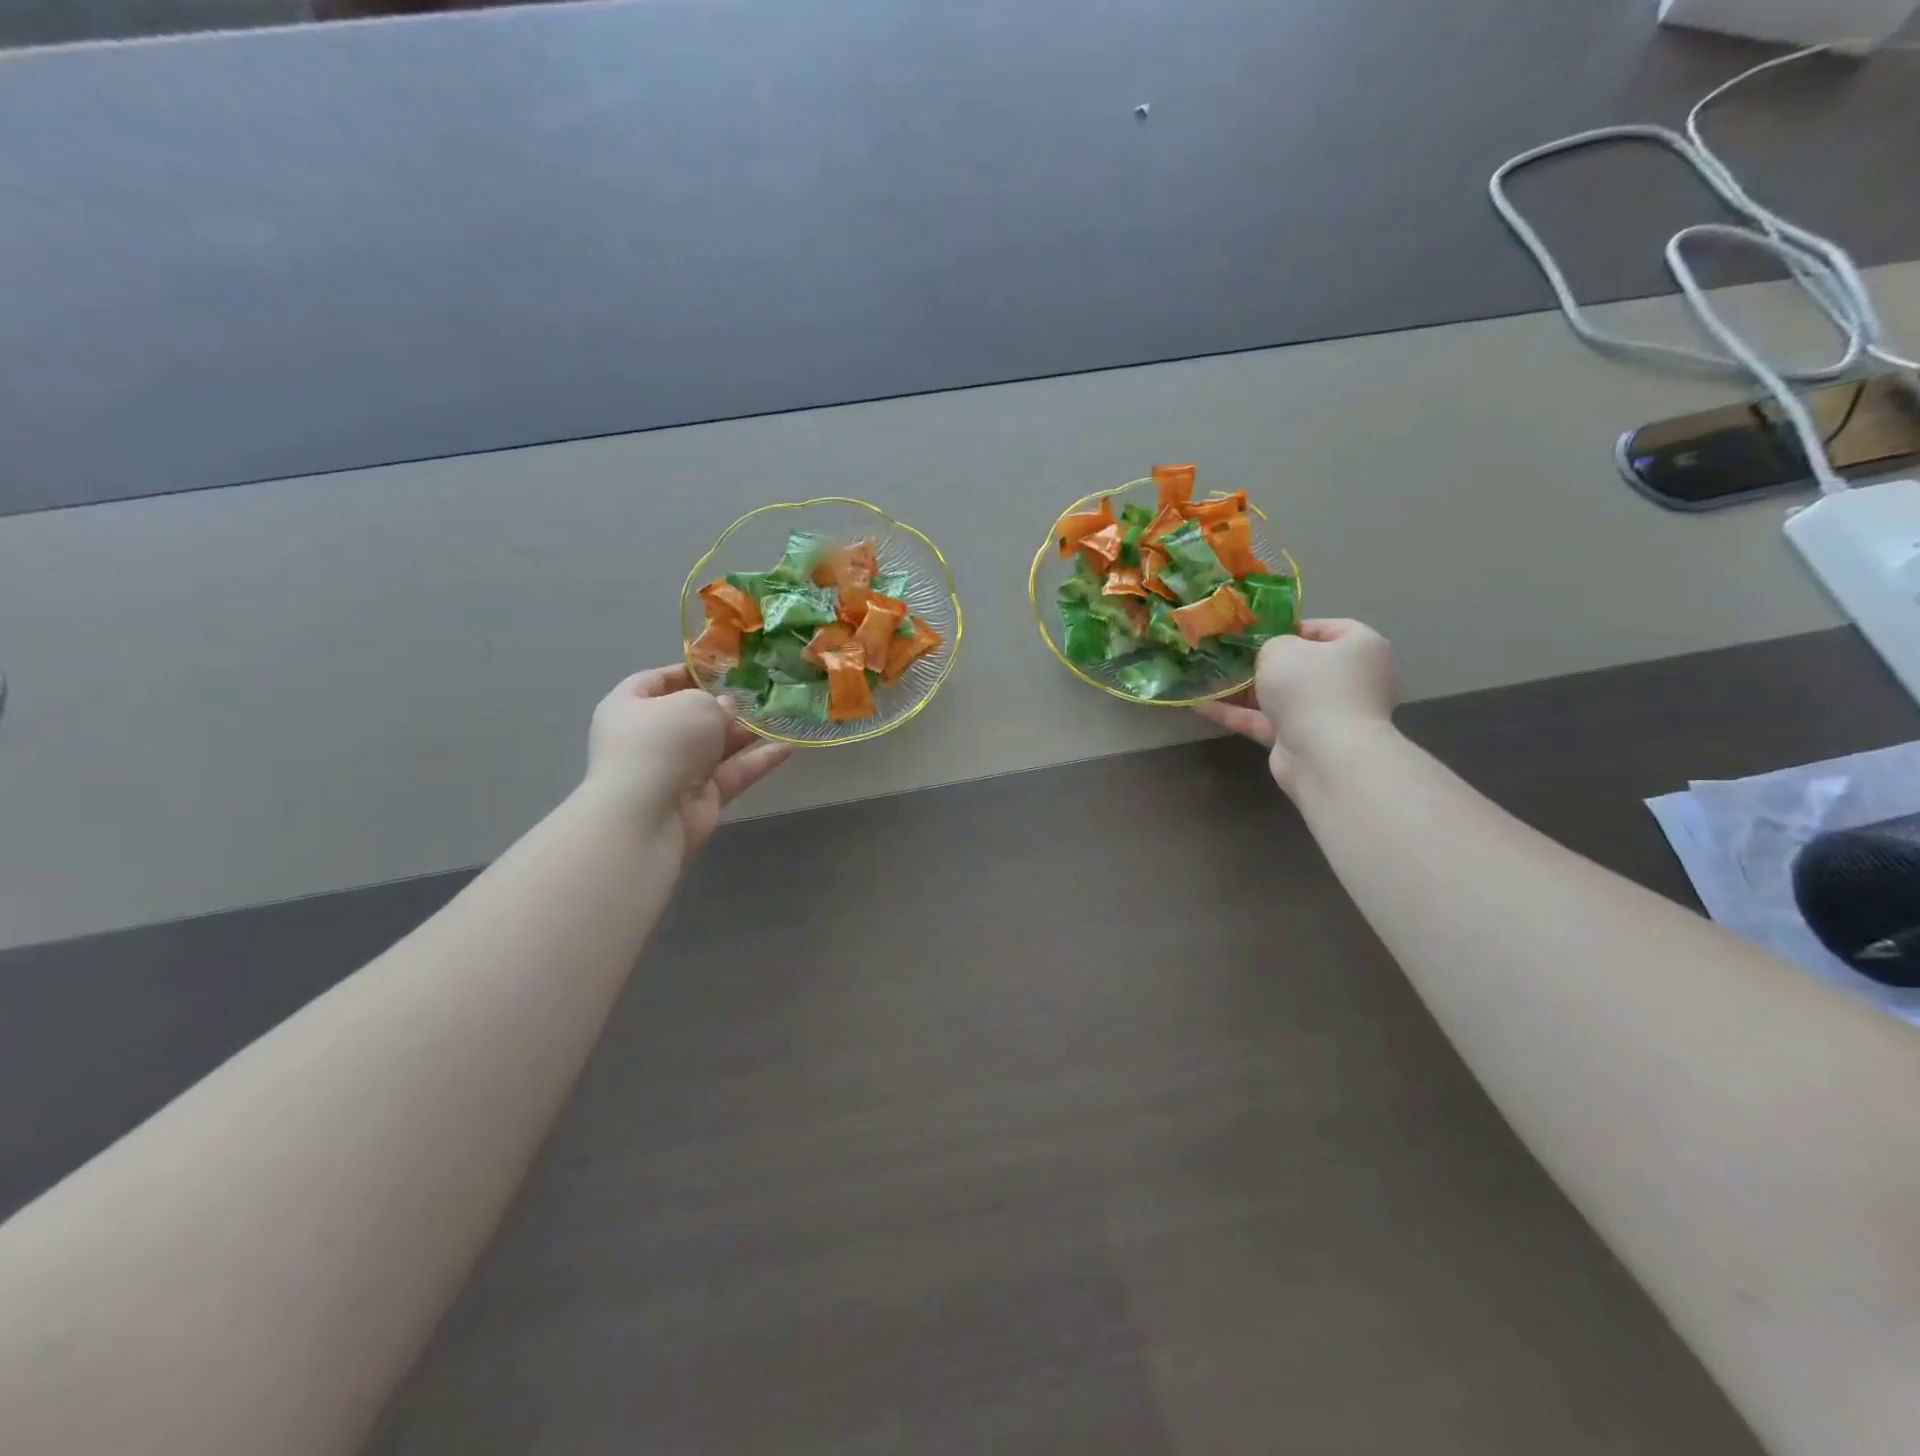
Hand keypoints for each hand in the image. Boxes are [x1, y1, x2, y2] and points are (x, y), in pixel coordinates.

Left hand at [584, 666, 793, 848]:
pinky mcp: (702, 796)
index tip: (726, 667)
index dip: (690, 671)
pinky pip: (735, 771)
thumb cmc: (662, 743)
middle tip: (762, 691)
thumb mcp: (693, 703)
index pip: (658, 680)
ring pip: (718, 744)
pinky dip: (760, 760)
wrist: (648, 815)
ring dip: (749, 731)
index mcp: (631, 706)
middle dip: (727, 703)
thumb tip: (727, 709)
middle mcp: (652, 737)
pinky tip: (791, 745)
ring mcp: (677, 769)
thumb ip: (715, 701)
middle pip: (693, 715)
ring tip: (784, 713)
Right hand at [1193, 619, 1396, 790]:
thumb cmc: (1310, 686)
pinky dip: (1237, 714)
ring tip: (1207, 678)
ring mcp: (1326, 712)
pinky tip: (1201, 706)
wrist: (1324, 754)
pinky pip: (1266, 721)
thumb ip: (1270, 645)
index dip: (1290, 627)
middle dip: (1262, 662)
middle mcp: (1348, 679)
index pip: (1326, 629)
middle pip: (1300, 665)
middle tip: (1229, 654)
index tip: (1257, 631)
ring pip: (1280, 695)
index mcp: (1359, 647)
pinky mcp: (1302, 739)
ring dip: (1244, 689)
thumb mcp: (1281, 648)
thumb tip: (1270, 657)